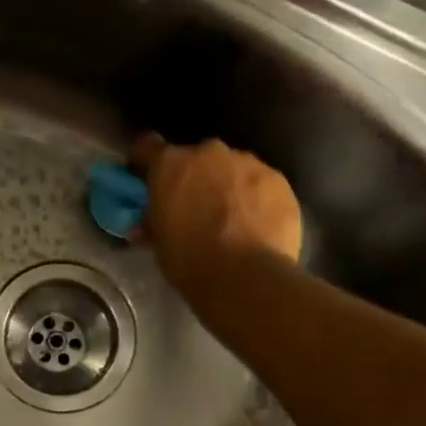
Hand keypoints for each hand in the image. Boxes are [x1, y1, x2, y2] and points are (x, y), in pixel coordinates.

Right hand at [130, 134, 302, 299]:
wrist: (246, 278)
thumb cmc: (191, 262)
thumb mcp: (161, 245)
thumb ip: (155, 223)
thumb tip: (148, 224)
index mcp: (171, 165)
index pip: (148, 148)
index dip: (146, 163)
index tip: (148, 178)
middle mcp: (209, 153)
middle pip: (198, 158)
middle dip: (196, 178)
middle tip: (197, 208)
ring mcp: (249, 163)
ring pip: (234, 169)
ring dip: (229, 186)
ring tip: (233, 220)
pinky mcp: (279, 180)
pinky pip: (262, 184)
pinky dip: (257, 199)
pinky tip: (258, 226)